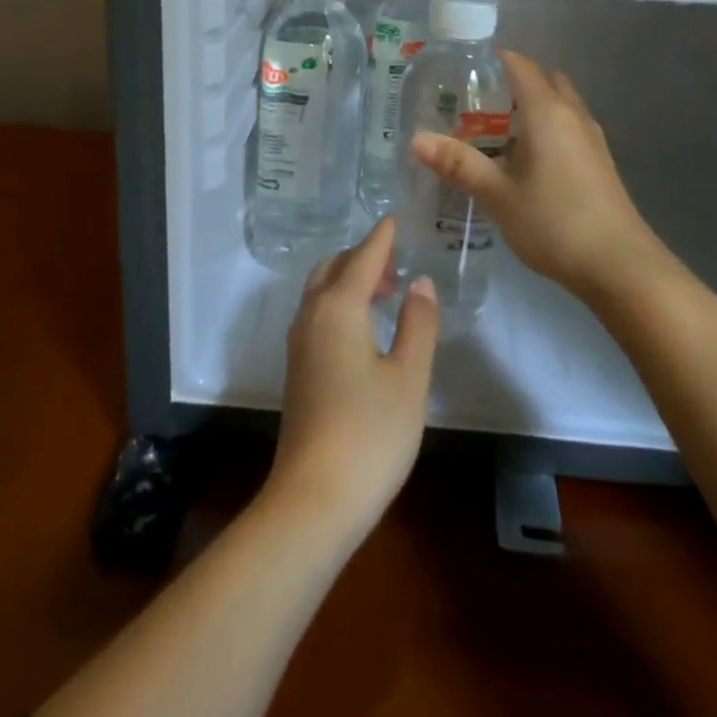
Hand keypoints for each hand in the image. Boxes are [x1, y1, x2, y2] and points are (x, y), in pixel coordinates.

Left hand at [264, 219, 437, 542]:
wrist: (313, 498)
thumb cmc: (370, 434)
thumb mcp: (409, 377)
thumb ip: (417, 323)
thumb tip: (420, 283)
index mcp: (338, 308)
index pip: (362, 257)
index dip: (381, 237)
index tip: (395, 218)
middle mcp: (311, 315)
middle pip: (333, 267)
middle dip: (363, 257)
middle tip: (397, 266)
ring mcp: (299, 343)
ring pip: (320, 290)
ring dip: (349, 280)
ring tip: (386, 294)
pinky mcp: (297, 368)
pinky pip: (317, 313)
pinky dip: (339, 303)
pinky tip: (363, 328)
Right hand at [411, 50, 667, 305]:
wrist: (620, 267)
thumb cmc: (554, 223)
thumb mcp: (497, 195)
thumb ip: (458, 164)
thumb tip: (416, 139)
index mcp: (547, 111)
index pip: (519, 64)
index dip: (491, 59)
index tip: (461, 70)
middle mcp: (572, 114)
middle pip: (542, 79)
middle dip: (511, 82)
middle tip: (475, 104)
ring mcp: (591, 138)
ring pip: (558, 104)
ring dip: (529, 108)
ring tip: (493, 132)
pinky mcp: (599, 161)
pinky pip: (567, 127)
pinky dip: (544, 129)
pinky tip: (523, 161)